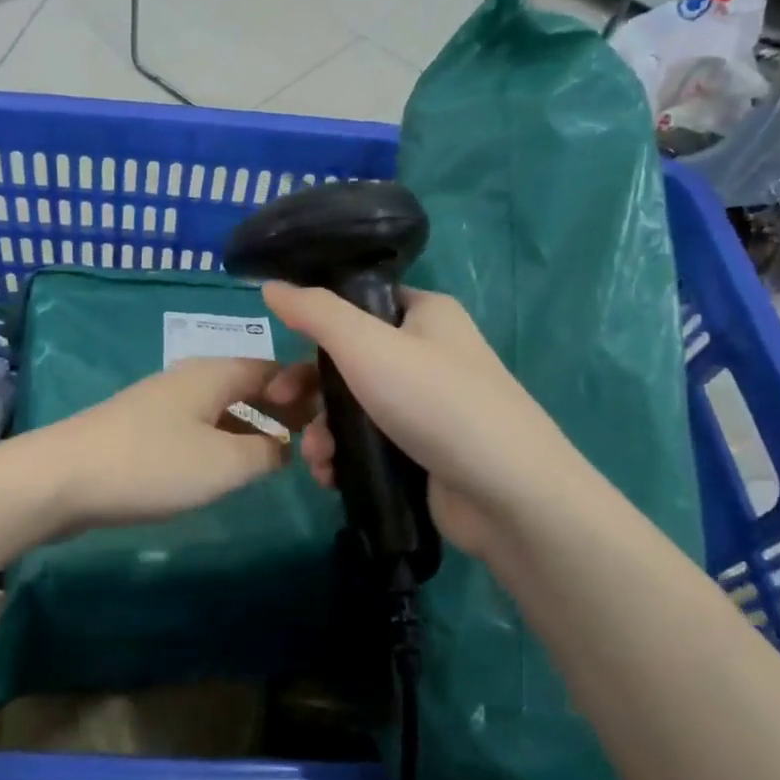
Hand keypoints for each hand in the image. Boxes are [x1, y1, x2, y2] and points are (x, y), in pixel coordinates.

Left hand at [37, 356, 301, 532]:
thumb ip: (264, 454)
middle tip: (313, 439)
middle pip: (248, 385)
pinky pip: (198, 427)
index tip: (333, 415)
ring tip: (278, 456)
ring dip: (251, 427)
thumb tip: (283, 447)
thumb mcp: (223, 463)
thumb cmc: (151, 464)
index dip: (305, 387)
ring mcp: (162, 403)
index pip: (273, 367)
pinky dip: (222, 440)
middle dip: (281, 407)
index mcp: (214, 373)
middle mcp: (190, 378)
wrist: (62, 479)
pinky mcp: (142, 430)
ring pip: (222, 407)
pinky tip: (227, 466)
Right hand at [262, 282, 574, 558]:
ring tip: (317, 459)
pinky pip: (370, 444)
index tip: (282, 348)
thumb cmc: (436, 403)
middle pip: (349, 361)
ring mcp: (427, 406)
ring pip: (354, 408)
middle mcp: (428, 354)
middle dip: (311, 391)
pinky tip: (331, 477)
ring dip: (323, 432)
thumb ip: (315, 313)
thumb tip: (271, 285)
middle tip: (280, 407)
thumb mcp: (366, 346)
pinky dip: (346, 457)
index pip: (360, 303)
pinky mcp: (424, 451)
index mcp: (425, 314)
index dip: (317, 322)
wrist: (508, 495)